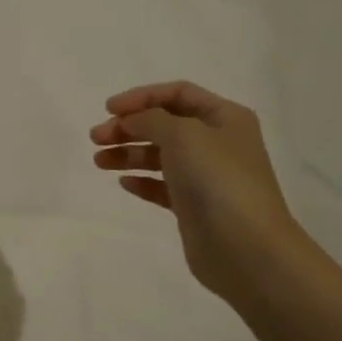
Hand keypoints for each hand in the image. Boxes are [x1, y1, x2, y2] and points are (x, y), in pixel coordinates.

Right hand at [89, 81, 305, 304]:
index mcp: (224, 118)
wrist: (245, 247)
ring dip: (128, 153)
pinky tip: (124, 183)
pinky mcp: (194, 205)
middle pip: (165, 124)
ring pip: (160, 155)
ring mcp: (206, 176)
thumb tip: (131, 120)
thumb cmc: (217, 180)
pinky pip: (162, 185)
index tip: (108, 110)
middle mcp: (217, 142)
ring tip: (99, 162)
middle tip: (96, 138)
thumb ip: (150, 119)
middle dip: (128, 127)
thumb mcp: (182, 134)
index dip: (141, 97)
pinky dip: (142, 180)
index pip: (178, 93)